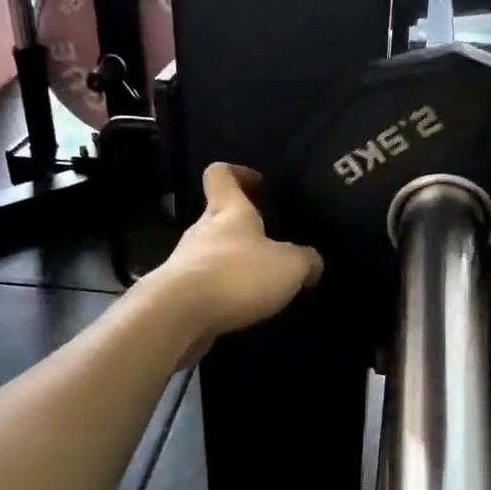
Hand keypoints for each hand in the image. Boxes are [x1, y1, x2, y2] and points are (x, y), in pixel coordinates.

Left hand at [145, 163, 322, 354]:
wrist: (179, 316)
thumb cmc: (237, 275)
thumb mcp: (289, 266)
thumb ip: (305, 261)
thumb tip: (313, 264)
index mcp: (228, 212)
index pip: (221, 175)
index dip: (238, 173)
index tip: (258, 182)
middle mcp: (202, 232)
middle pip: (218, 219)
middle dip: (242, 229)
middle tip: (270, 246)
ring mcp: (185, 264)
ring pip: (211, 256)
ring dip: (232, 266)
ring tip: (259, 286)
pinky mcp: (178, 296)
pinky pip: (205, 288)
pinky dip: (222, 295)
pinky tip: (241, 310)